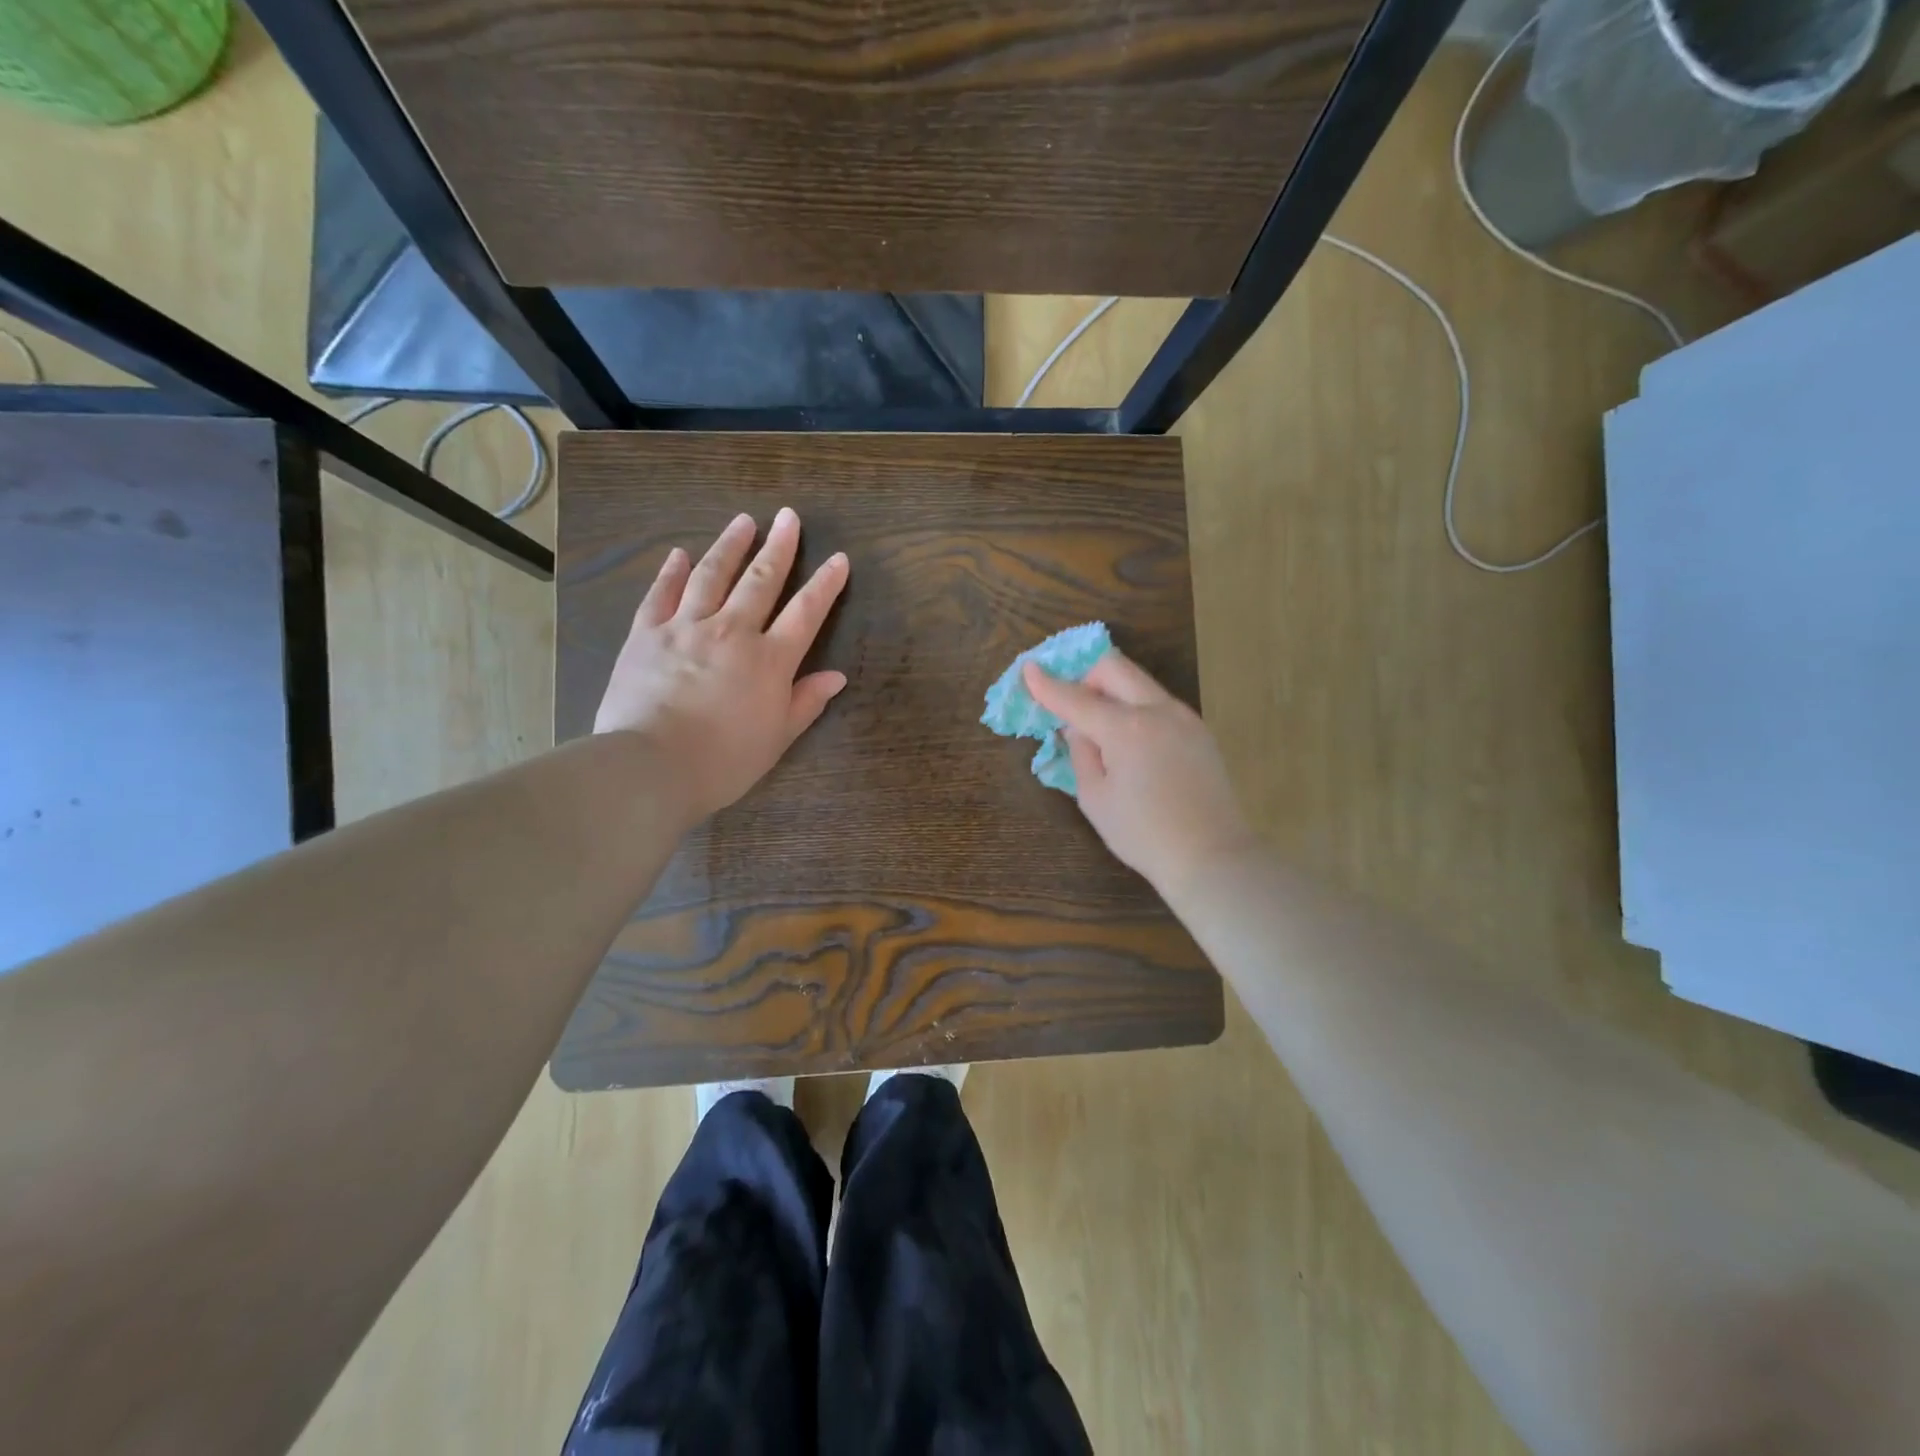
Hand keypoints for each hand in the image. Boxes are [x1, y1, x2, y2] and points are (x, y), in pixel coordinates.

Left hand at [595, 508, 848, 824]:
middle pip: (760, 580)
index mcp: (769, 660)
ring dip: (730, 546)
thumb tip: (837, 676)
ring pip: (712, 576)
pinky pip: (661, 594)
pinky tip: (679, 553)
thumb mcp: (777, 739)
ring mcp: (685, 627)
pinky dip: (671, 572)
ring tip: (743, 521)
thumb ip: (806, 702)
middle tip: (788, 516)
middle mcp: (732, 631)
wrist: (651, 766)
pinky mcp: (646, 634)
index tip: (839, 558)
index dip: (825, 584)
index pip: (806, 613)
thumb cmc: (724, 761)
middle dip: (779, 547)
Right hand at [1023, 651, 1258, 896]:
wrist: (1211, 856)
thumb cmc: (1143, 834)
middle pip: (1114, 667)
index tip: (1028, 669)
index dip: (1048, 685)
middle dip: (1085, 677)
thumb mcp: (1095, 799)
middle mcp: (1157, 710)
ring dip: (1112, 691)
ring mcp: (1184, 717)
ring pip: (1139, 682)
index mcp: (1126, 729)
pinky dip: (1135, 708)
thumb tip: (1078, 728)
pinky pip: (1158, 703)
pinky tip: (1131, 744)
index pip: (1076, 698)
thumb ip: (1081, 753)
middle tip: (1072, 706)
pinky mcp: (1199, 730)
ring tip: (1101, 730)